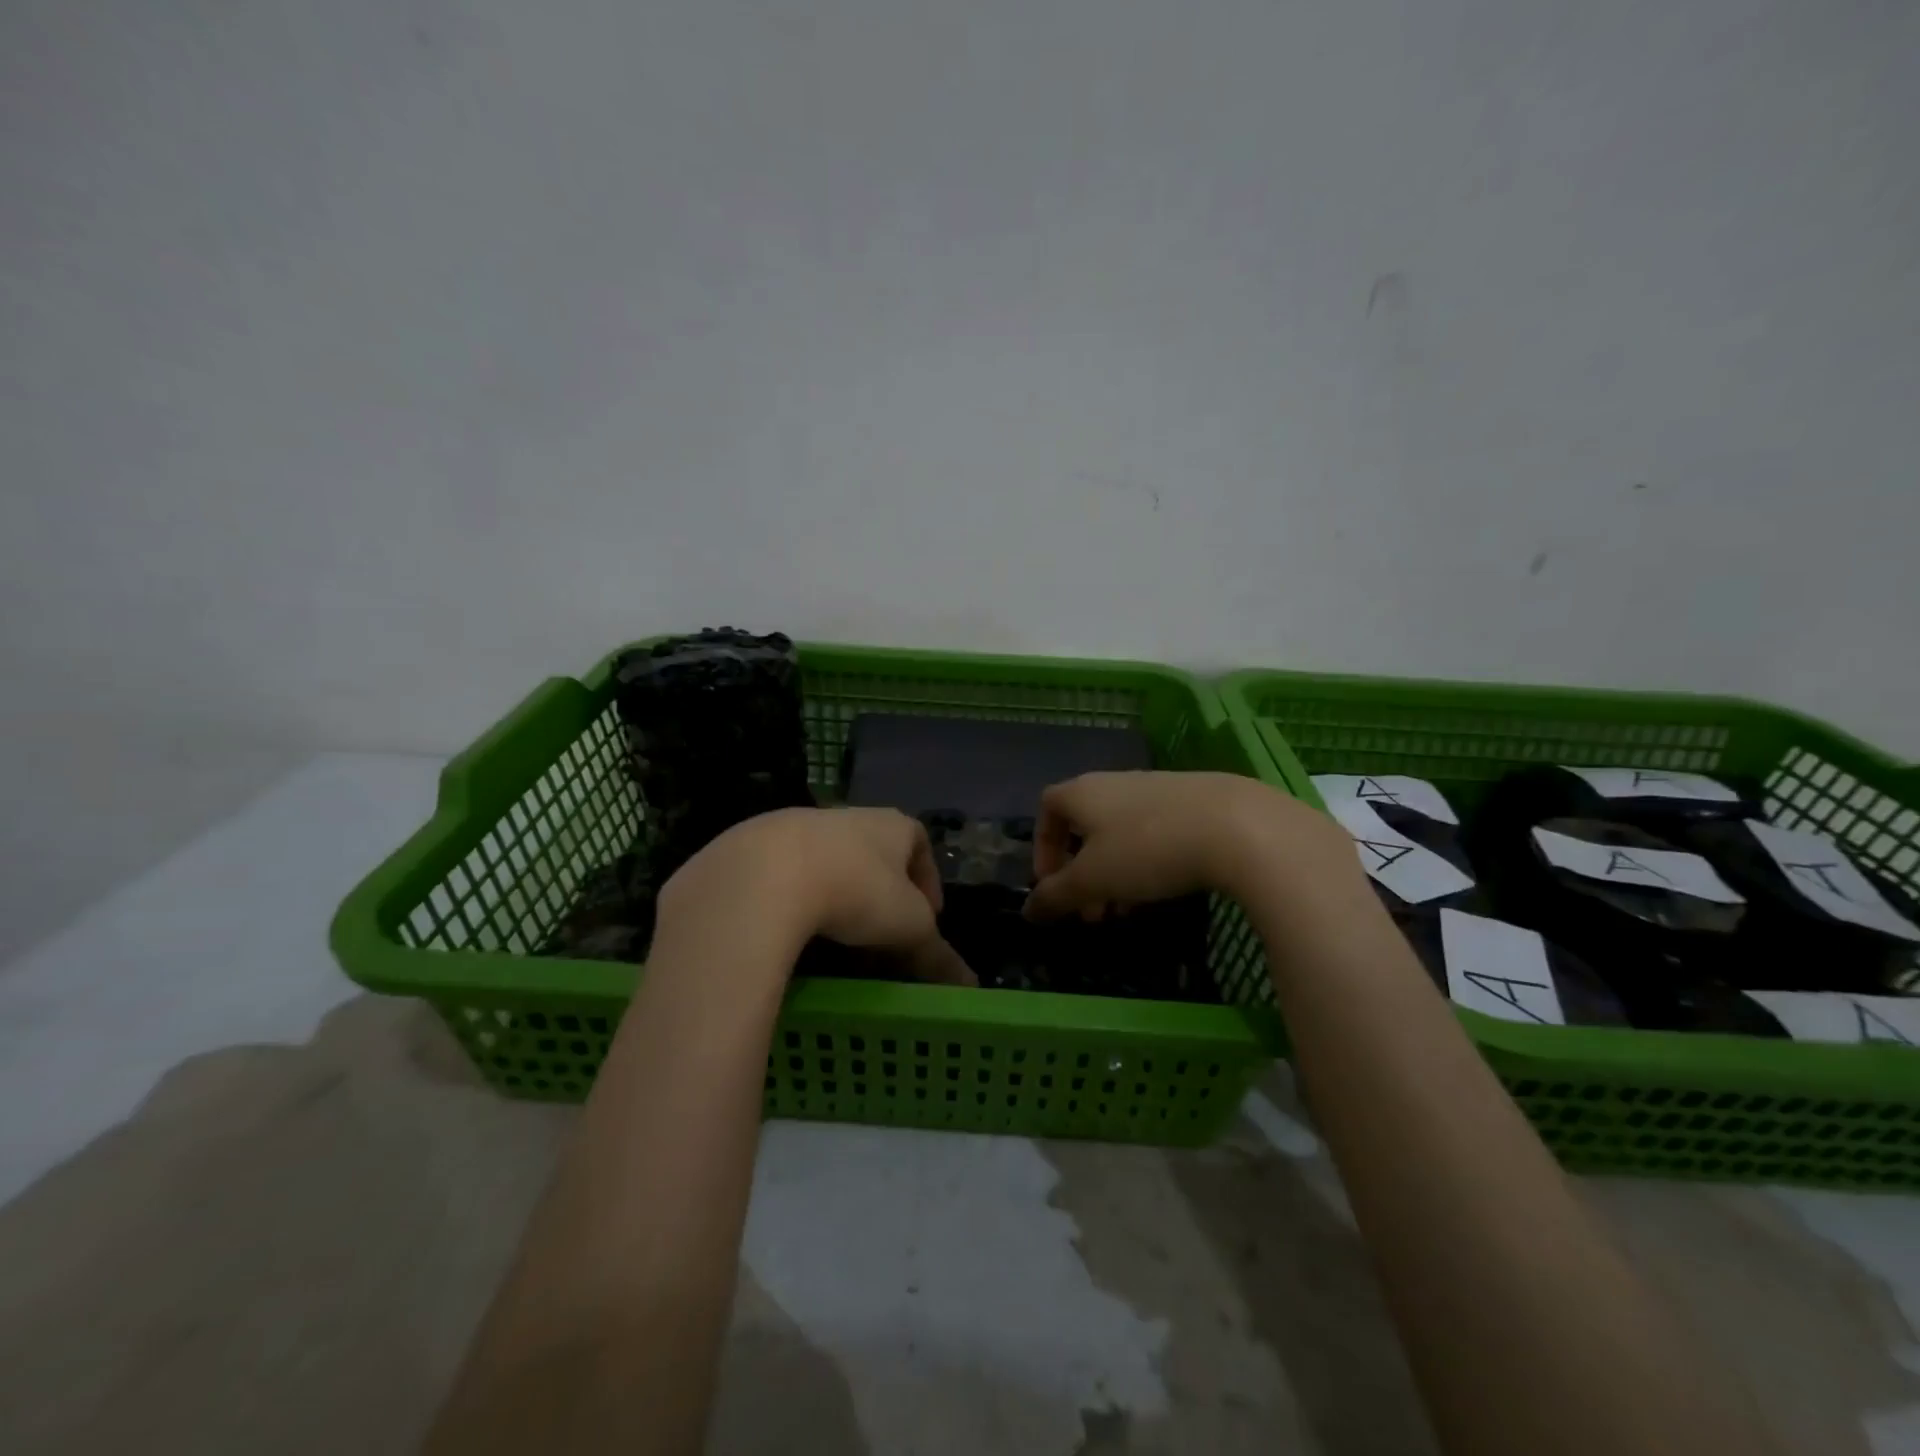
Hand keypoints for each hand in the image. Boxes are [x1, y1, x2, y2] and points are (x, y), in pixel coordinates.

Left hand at [657, 807, 975, 985]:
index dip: (928, 878)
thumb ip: (937, 955)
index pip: (919, 842)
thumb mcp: (908, 928)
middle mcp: (846, 816)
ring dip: (835, 892)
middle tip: (880, 934)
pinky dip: (793, 898)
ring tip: (834, 937)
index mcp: (890, 825)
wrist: (765, 876)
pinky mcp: (753, 846)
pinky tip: (788, 931)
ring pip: (827, 860)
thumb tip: (969, 986)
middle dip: (880, 890)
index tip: (927, 916)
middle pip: (873, 852)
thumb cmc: (856, 890)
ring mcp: (796, 825)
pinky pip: (783, 873)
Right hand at [1024, 771, 1362, 920]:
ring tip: (1128, 909)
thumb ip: (1056, 895)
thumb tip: (1028, 910)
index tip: (1054, 886)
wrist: (1236, 825)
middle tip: (1092, 912)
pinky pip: (1154, 831)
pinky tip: (1165, 889)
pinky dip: (1147, 861)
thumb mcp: (1093, 880)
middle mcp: (1115, 782)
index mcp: (1082, 792)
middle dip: (1082, 872)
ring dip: (1115, 872)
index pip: (1047, 809)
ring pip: (1120, 832)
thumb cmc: (1146, 849)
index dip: (1043, 848)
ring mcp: (1156, 787)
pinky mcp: (1193, 799)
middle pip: (1085, 825)